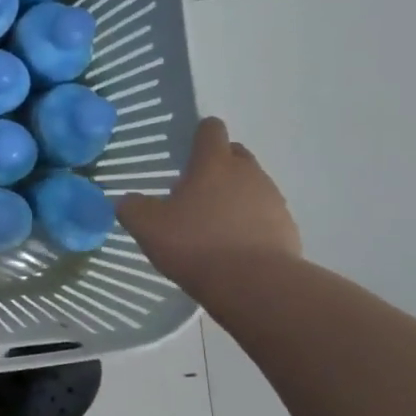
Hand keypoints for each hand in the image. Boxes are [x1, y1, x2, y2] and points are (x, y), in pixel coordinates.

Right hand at [116, 117, 300, 295]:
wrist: (254, 285)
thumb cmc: (196, 244)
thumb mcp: (147, 227)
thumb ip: (132, 208)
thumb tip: (128, 201)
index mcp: (214, 164)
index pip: (211, 130)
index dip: (200, 134)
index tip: (188, 147)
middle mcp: (248, 173)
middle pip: (235, 155)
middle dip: (217, 165)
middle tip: (194, 189)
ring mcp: (272, 200)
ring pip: (251, 185)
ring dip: (234, 195)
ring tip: (213, 223)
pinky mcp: (287, 228)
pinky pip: (264, 215)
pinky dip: (250, 222)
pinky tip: (233, 246)